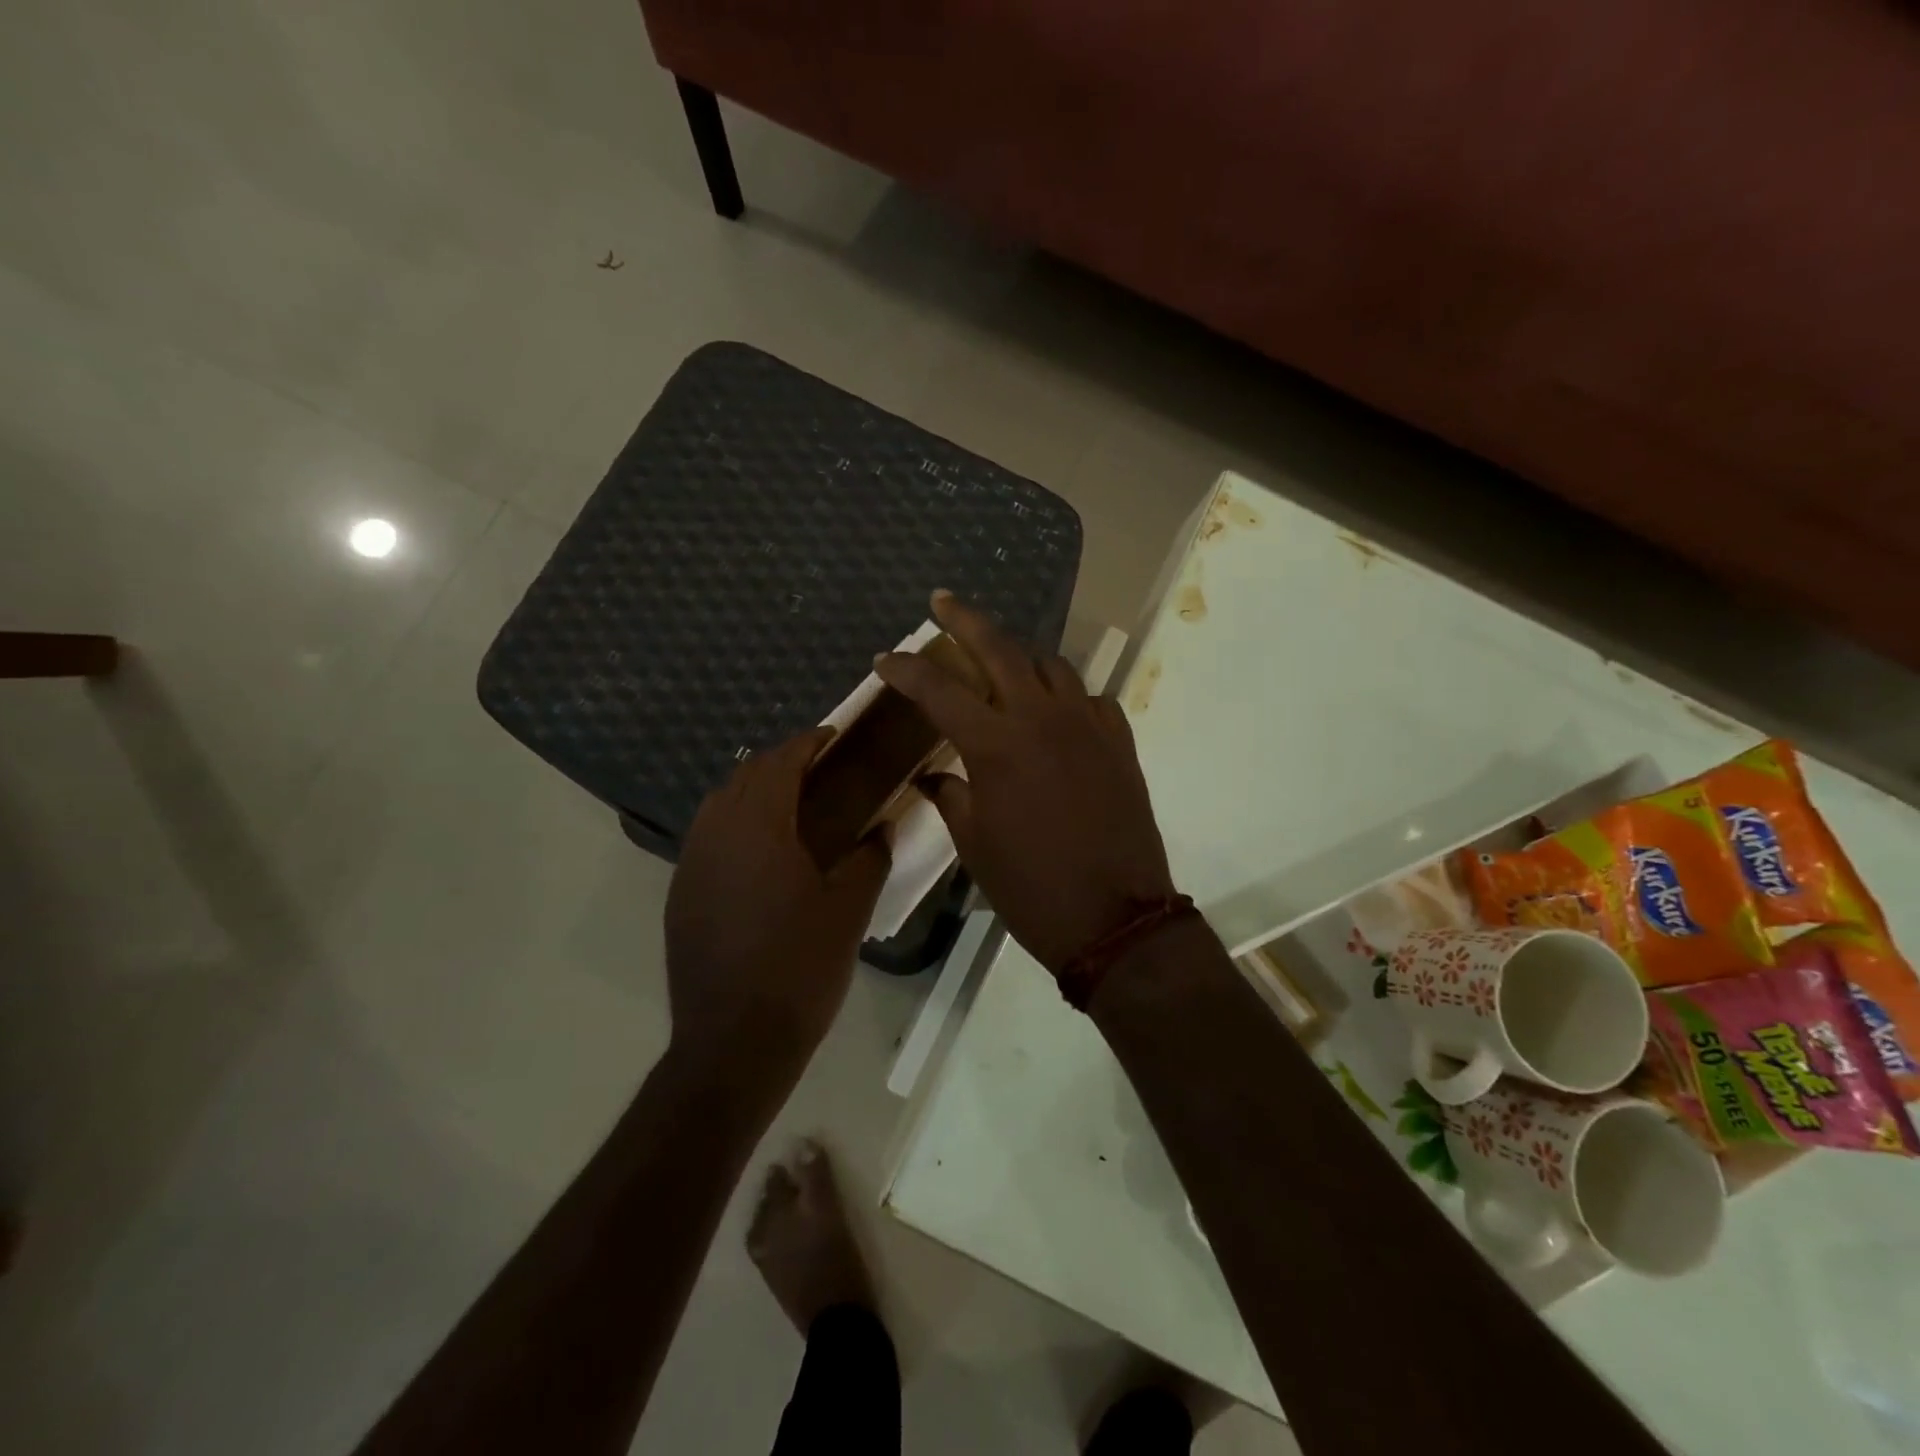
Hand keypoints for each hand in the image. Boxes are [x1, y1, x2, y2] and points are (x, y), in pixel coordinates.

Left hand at [665, 728, 890, 1078]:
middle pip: (744, 776)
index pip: (779, 763)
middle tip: (819, 771)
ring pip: (719, 804)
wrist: (734, 1042)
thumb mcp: (848, 911)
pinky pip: (707, 837)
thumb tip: (881, 829)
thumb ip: (868, 859)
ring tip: (791, 807)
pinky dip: (735, 824)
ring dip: (753, 791)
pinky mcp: (681, 894)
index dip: (806, 742)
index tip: (831, 737)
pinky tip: (762, 853)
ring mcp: (691, 865)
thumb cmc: (800, 969)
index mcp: (759, 829)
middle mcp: (716, 835)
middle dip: (780, 763)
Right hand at [875, 592, 1175, 973]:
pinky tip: (1056, 713)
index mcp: (995, 744)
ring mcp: (1087, 724)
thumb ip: (951, 797)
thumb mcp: (974, 845)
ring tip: (1000, 661)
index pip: (939, 689)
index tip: (885, 659)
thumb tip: (936, 775)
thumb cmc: (1031, 886)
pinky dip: (1066, 696)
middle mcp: (1041, 718)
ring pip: (1051, 665)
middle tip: (942, 601)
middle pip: (1000, 647)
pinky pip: (1090, 698)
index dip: (907, 670)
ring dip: (1020, 655)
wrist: (1114, 917)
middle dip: (965, 619)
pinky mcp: (1120, 741)